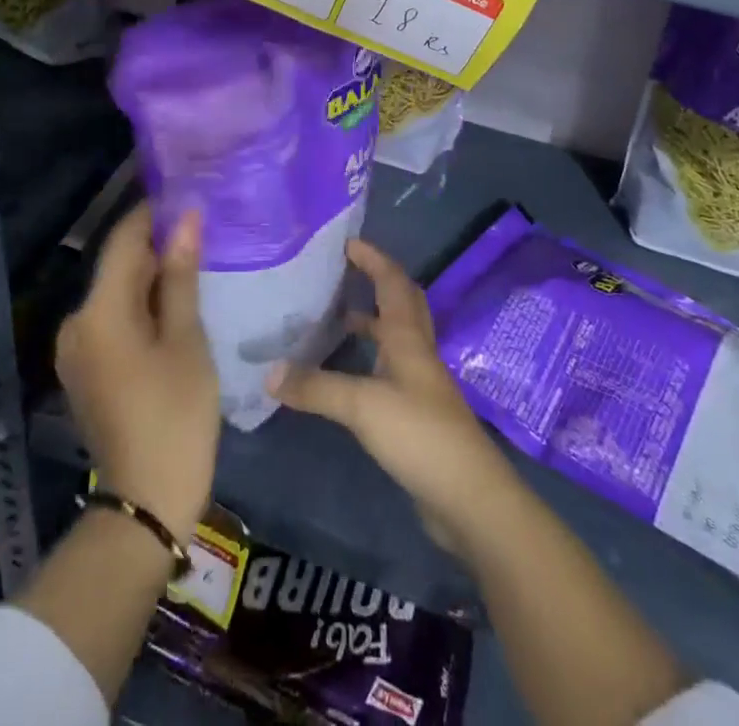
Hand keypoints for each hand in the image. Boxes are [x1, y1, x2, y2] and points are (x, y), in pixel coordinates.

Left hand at [57, 204, 218, 543]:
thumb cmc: (176, 416)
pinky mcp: (85, 368)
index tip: (191, 193)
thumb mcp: (186, 341)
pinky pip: (114, 318)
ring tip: (199, 259)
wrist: (145, 503)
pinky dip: (143, 304)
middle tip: (206, 227)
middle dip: (158, 244)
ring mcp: (77, 348)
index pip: (124, 239)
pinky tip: (177, 303)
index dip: (155, 212)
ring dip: (153, 274)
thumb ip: (181, 276)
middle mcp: (77, 322)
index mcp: (99, 312)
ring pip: (118, 292)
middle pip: (120, 265)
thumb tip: (186, 219)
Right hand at [271, 239, 516, 554]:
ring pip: (395, 337)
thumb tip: (269, 372)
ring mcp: (420, 383)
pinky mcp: (417, 413)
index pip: (393, 282)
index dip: (373, 259)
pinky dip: (369, 360)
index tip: (347, 242)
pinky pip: (390, 370)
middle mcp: (416, 351)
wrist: (468, 497)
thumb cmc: (419, 434)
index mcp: (408, 337)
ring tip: (334, 317)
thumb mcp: (362, 406)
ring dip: (371, 322)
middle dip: (377, 281)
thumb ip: (315, 387)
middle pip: (402, 303)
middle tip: (344, 272)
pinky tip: (345, 373)